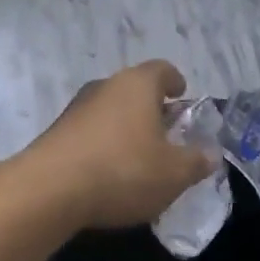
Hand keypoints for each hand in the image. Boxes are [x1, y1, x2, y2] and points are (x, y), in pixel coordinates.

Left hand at [25, 61, 216, 231]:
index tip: (182, 96)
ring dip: (126, 128)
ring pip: (110, 111)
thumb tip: (210, 154)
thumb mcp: (173, 174)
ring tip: (139, 158)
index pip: (162, 70)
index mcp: (137, 84)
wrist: (48, 190)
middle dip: (152, 109)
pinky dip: (103, 145)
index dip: (175, 82)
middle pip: (134, 89)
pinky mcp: (56, 132)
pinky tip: (109, 174)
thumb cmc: (122, 171)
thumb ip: (196, 162)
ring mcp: (76, 108)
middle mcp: (105, 86)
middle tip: (167, 134)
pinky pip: (90, 132)